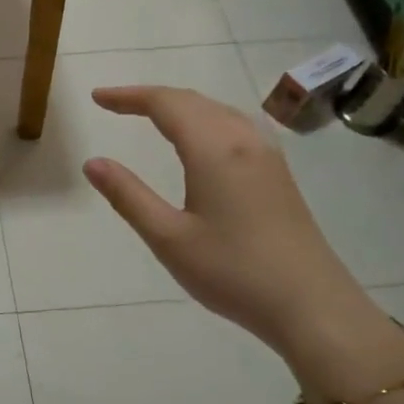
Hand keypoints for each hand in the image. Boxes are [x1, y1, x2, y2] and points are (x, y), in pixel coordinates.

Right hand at [82, 86, 400, 385]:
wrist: (311, 305)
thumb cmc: (232, 272)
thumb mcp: (168, 237)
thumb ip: (128, 196)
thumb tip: (92, 162)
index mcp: (215, 150)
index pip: (166, 104)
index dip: (129, 97)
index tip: (97, 98)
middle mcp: (244, 141)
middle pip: (193, 101)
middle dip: (151, 97)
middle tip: (114, 104)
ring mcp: (267, 156)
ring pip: (218, 111)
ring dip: (180, 106)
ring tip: (150, 115)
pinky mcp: (278, 174)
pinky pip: (235, 127)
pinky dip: (204, 119)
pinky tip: (200, 140)